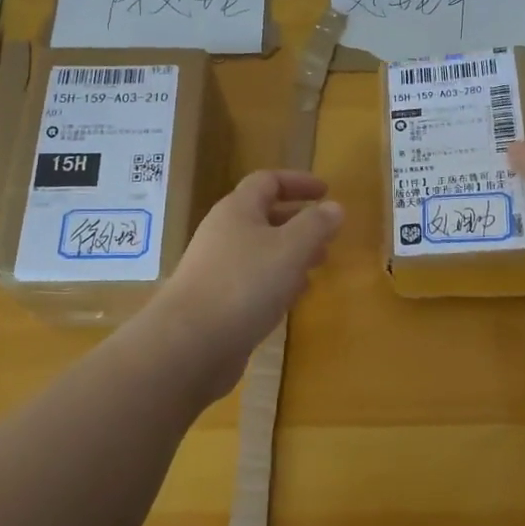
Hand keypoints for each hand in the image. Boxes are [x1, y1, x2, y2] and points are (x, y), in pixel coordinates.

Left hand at [156, 170, 344, 386]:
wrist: (189, 344)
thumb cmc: (244, 284)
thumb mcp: (290, 248)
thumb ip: (316, 225)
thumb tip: (334, 207)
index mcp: (237, 210)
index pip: (268, 181)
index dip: (298, 182)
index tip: (327, 192)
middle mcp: (223, 233)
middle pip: (264, 216)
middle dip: (299, 222)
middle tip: (328, 235)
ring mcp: (217, 269)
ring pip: (260, 251)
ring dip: (290, 254)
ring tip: (318, 265)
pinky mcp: (217, 301)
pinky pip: (252, 281)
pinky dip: (277, 282)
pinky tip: (292, 298)